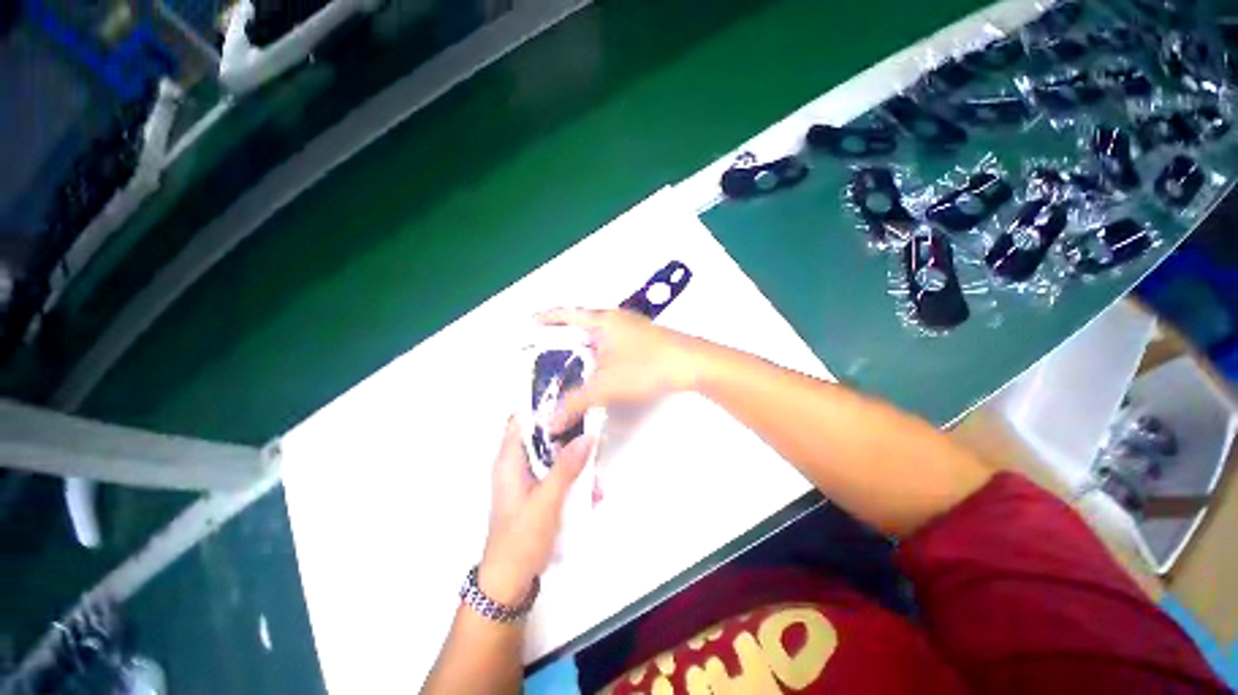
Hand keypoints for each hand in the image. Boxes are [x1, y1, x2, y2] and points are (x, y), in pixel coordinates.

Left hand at [479, 418, 593, 604]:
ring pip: (557, 457)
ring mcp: (529, 480)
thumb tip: (588, 436)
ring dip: (578, 464)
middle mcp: (518, 465)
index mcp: (510, 460)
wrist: (510, 584)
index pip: (522, 420)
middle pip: (546, 437)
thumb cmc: (521, 539)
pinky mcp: (539, 493)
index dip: (545, 409)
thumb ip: (567, 467)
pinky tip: (592, 495)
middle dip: (571, 438)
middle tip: (595, 442)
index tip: (572, 407)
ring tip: (598, 478)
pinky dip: (575, 481)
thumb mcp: (547, 501)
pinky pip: (560, 476)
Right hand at [537, 308, 703, 433]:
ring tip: (570, 362)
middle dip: (564, 335)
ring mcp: (632, 328)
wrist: (692, 365)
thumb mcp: (605, 386)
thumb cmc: (646, 367)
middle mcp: (616, 319)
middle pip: (582, 323)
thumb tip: (549, 421)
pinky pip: (613, 343)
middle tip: (547, 349)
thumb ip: (574, 403)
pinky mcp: (644, 340)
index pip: (566, 313)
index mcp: (602, 320)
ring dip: (584, 346)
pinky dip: (601, 353)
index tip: (531, 322)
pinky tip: (600, 368)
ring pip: (600, 334)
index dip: (546, 317)